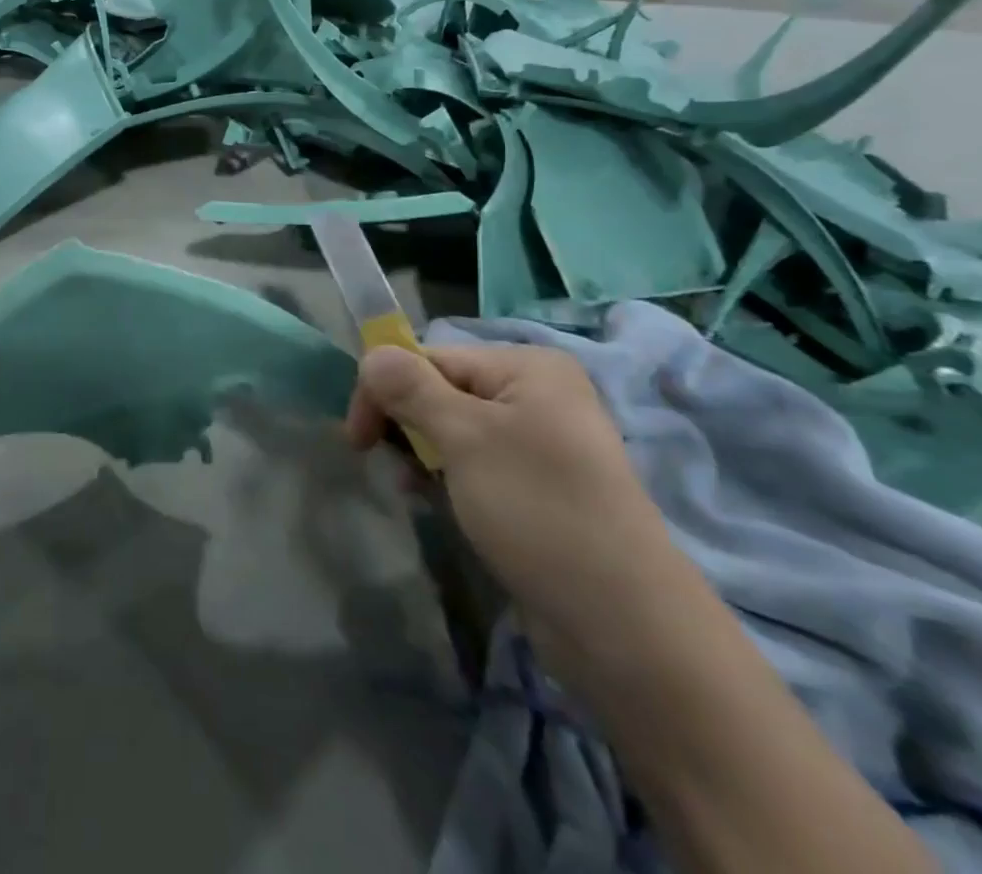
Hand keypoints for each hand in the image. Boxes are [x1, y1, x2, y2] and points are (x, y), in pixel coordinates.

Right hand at [347, 342, 678, 655]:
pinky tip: (438, 502)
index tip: (357, 438)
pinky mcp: (539, 488)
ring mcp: (541, 443)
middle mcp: (537, 394)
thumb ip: (409, 387)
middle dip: (405, 422)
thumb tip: (370, 354)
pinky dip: (449, 477)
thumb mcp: (464, 438)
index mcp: (527, 367)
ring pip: (454, 430)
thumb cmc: (538, 510)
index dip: (385, 389)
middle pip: (441, 389)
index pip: (430, 357)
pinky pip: (476, 463)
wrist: (625, 627)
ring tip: (412, 488)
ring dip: (423, 453)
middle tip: (380, 460)